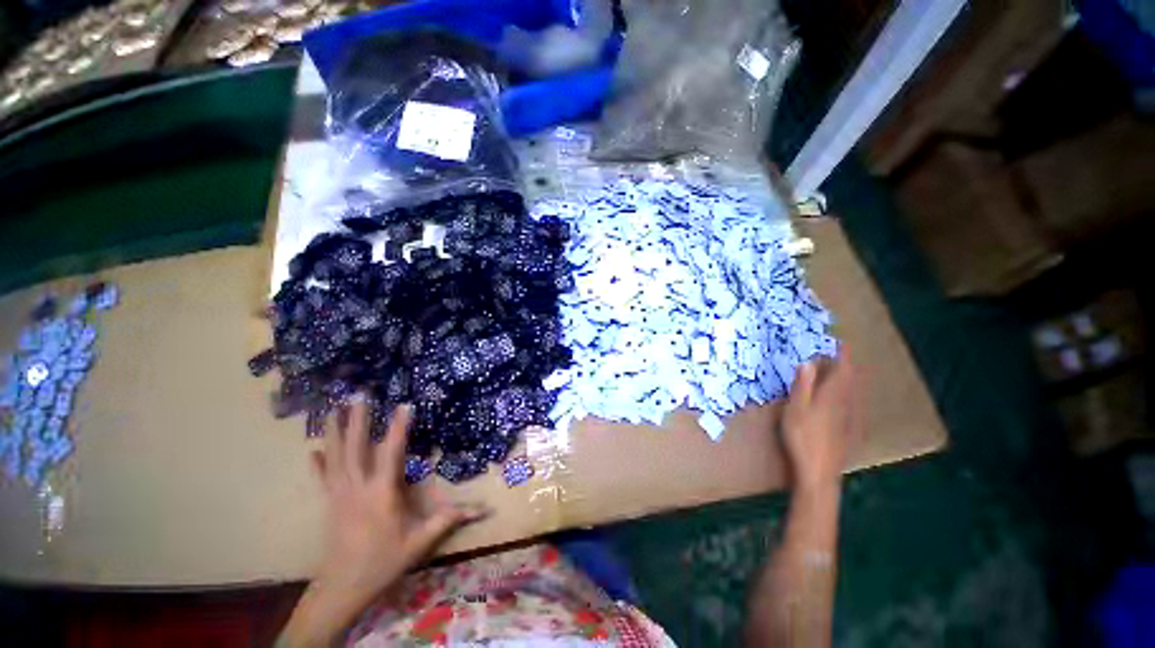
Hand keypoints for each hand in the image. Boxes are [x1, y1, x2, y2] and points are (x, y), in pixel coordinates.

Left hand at [312, 399, 485, 599]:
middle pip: (355, 448)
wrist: (343, 588)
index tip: (404, 405)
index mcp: (381, 493)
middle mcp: (357, 487)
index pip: (391, 452)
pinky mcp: (329, 504)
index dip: (398, 427)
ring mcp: (339, 494)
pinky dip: (318, 463)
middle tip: (359, 394)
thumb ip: (449, 520)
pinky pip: (321, 478)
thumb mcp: (420, 541)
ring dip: (333, 432)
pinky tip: (312, 450)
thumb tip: (484, 510)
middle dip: (357, 419)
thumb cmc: (384, 561)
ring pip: (334, 457)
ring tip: (331, 409)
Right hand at [780, 351, 862, 493]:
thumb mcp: (795, 409)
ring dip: (850, 381)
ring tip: (843, 374)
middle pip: (851, 381)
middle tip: (838, 356)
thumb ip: (802, 386)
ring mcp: (851, 419)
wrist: (819, 471)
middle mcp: (846, 405)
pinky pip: (855, 407)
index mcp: (832, 396)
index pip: (843, 370)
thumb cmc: (802, 437)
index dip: (843, 356)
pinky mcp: (851, 431)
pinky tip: (847, 402)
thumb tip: (807, 363)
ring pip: (854, 394)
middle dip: (847, 367)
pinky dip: (851, 397)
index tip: (841, 343)